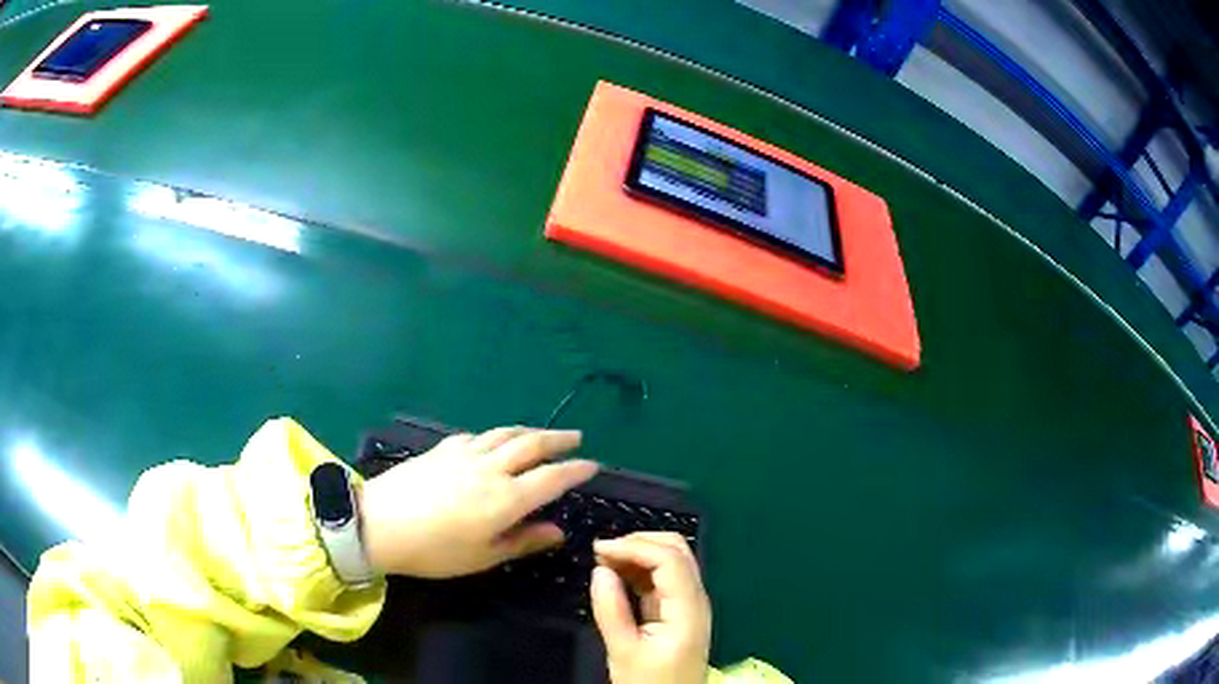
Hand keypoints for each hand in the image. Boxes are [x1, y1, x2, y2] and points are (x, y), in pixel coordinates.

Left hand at [359, 427, 597, 577]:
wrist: (380, 523)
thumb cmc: (435, 551)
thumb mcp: (483, 556)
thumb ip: (523, 541)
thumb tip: (558, 531)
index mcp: (507, 499)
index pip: (551, 478)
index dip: (575, 470)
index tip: (592, 465)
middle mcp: (491, 469)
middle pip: (532, 445)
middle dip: (558, 440)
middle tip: (577, 437)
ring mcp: (465, 454)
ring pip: (505, 434)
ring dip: (529, 431)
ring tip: (542, 433)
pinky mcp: (442, 449)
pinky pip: (477, 436)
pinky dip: (494, 436)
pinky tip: (493, 440)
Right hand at [590, 533, 711, 683]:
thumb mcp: (623, 652)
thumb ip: (611, 610)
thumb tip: (600, 569)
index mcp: (688, 610)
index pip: (670, 560)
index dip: (635, 546)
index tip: (598, 549)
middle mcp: (695, 599)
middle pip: (676, 551)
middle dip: (638, 542)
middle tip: (601, 552)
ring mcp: (689, 603)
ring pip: (671, 560)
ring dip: (638, 552)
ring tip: (603, 560)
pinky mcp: (678, 610)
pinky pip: (663, 577)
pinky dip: (639, 568)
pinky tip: (616, 574)